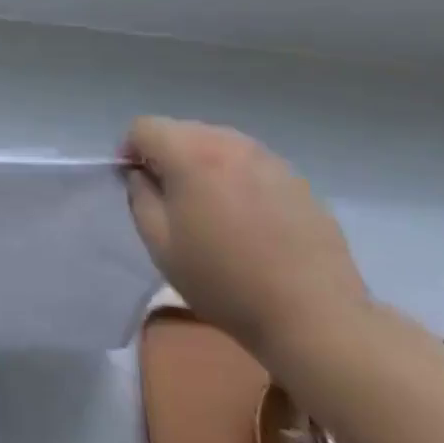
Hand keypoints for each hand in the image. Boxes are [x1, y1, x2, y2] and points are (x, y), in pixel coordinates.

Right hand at [123, 117, 367, 359]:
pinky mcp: (296, 178)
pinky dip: (235, 177)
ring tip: (209, 208)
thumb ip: (140, 197)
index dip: (130, 150)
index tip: (135, 182)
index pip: (144, 127)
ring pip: (218, 144)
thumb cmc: (225, 281)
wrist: (313, 315)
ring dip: (202, 164)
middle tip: (169, 198)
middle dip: (166, 155)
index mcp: (192, 153)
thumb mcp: (161, 244)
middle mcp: (230, 142)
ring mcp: (268, 158)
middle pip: (182, 130)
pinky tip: (246, 219)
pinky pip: (249, 164)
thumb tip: (142, 174)